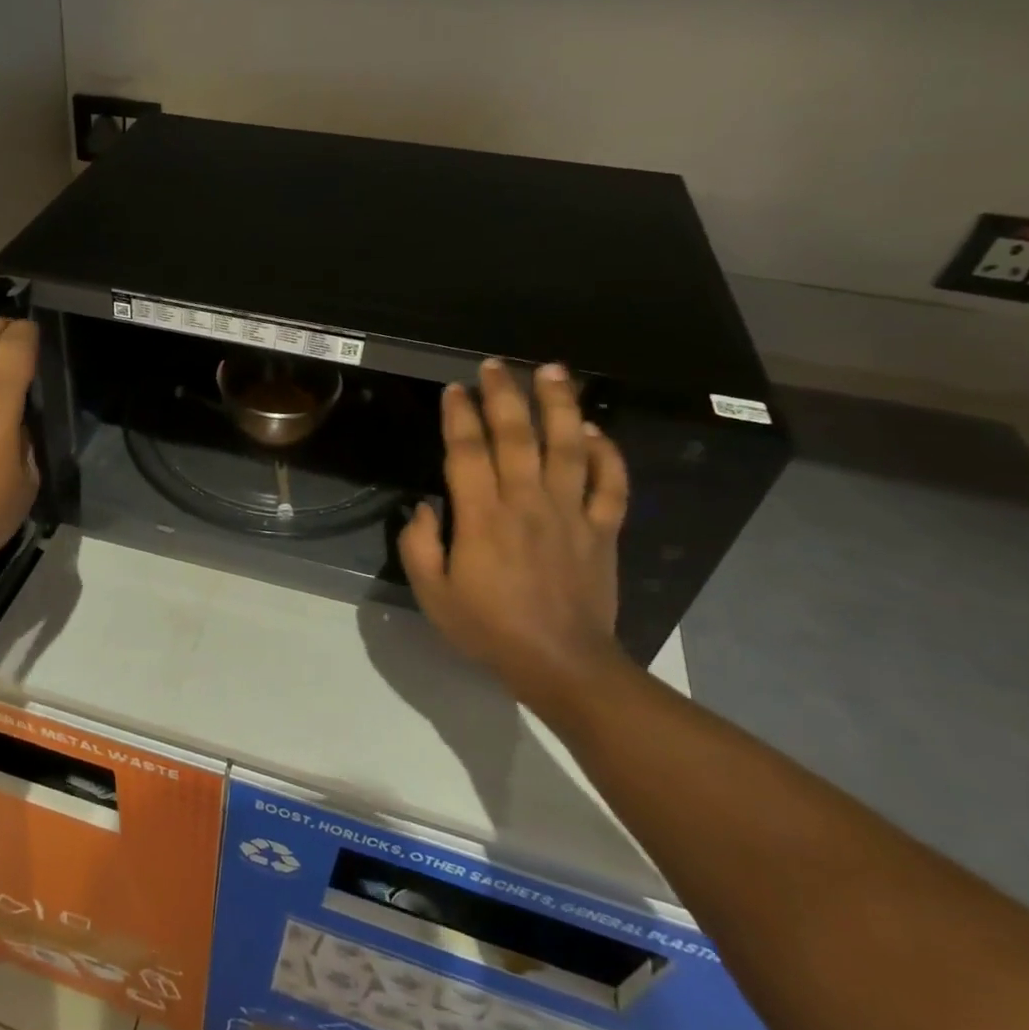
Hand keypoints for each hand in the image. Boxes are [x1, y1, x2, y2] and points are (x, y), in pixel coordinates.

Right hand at [398, 359, 632, 729]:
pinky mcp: (602, 529)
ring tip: (553, 371)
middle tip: (495, 365)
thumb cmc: (489, 629)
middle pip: (517, 436)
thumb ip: (419, 546)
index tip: (454, 390)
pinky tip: (594, 430)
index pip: (468, 452)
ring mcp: (571, 513)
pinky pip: (609, 484)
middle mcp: (527, 503)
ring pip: (567, 447)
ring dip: (560, 405)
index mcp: (483, 517)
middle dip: (504, 395)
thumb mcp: (433, 595)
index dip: (459, 416)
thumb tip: (422, 508)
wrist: (562, 664)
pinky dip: (606, 454)